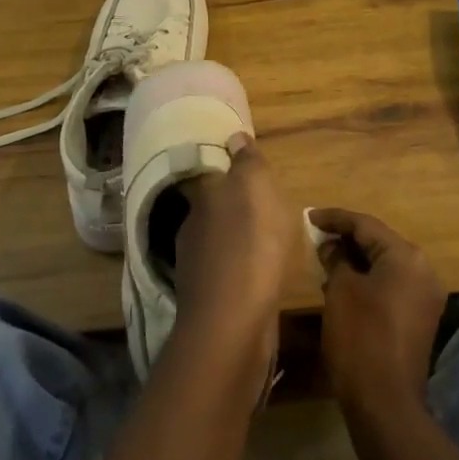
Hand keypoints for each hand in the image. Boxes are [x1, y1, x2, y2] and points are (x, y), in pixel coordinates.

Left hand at [172, 134, 301, 353]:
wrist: (234, 322)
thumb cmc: (251, 245)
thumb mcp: (256, 188)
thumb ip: (246, 163)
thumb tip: (234, 137)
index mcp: (203, 197)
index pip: (211, 175)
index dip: (228, 173)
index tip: (245, 172)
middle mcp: (192, 227)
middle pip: (214, 209)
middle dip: (233, 208)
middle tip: (263, 208)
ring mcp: (197, 266)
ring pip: (219, 242)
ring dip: (237, 240)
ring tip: (266, 243)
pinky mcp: (209, 299)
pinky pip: (229, 272)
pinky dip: (241, 269)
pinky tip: (260, 275)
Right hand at [311, 208, 446, 414]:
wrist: (385, 403)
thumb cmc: (360, 337)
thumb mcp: (340, 291)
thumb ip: (336, 259)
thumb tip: (332, 246)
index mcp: (406, 257)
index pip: (366, 225)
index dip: (335, 218)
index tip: (309, 216)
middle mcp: (422, 270)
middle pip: (379, 242)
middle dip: (346, 238)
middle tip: (316, 236)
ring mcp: (424, 296)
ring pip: (385, 265)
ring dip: (356, 260)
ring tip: (324, 258)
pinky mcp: (419, 318)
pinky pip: (391, 285)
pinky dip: (368, 279)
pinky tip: (343, 284)